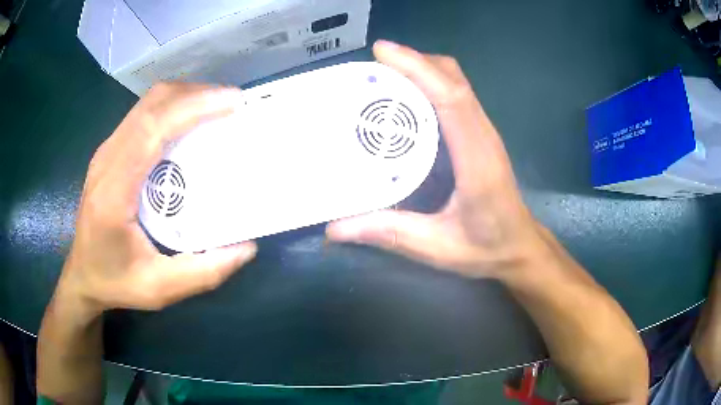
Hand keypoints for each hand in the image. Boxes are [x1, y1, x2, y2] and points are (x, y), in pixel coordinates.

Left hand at [57, 83, 256, 313]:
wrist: (82, 275)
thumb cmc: (115, 281)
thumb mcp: (159, 289)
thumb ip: (203, 272)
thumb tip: (246, 247)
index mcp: (113, 191)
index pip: (152, 129)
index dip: (193, 107)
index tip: (232, 102)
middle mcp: (106, 159)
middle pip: (151, 104)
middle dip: (195, 94)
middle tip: (232, 103)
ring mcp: (106, 151)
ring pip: (147, 103)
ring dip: (185, 96)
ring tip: (217, 107)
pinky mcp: (110, 151)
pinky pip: (143, 114)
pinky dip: (172, 107)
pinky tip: (189, 122)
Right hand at [327, 41, 545, 278]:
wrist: (520, 247)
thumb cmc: (487, 248)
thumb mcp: (437, 248)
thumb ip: (390, 234)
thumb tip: (336, 228)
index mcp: (476, 161)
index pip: (451, 99)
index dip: (418, 69)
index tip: (383, 52)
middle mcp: (483, 137)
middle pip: (454, 80)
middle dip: (415, 61)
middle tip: (374, 63)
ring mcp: (484, 133)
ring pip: (457, 82)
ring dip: (423, 68)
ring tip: (386, 73)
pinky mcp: (480, 135)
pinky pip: (457, 95)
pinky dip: (431, 83)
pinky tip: (407, 96)